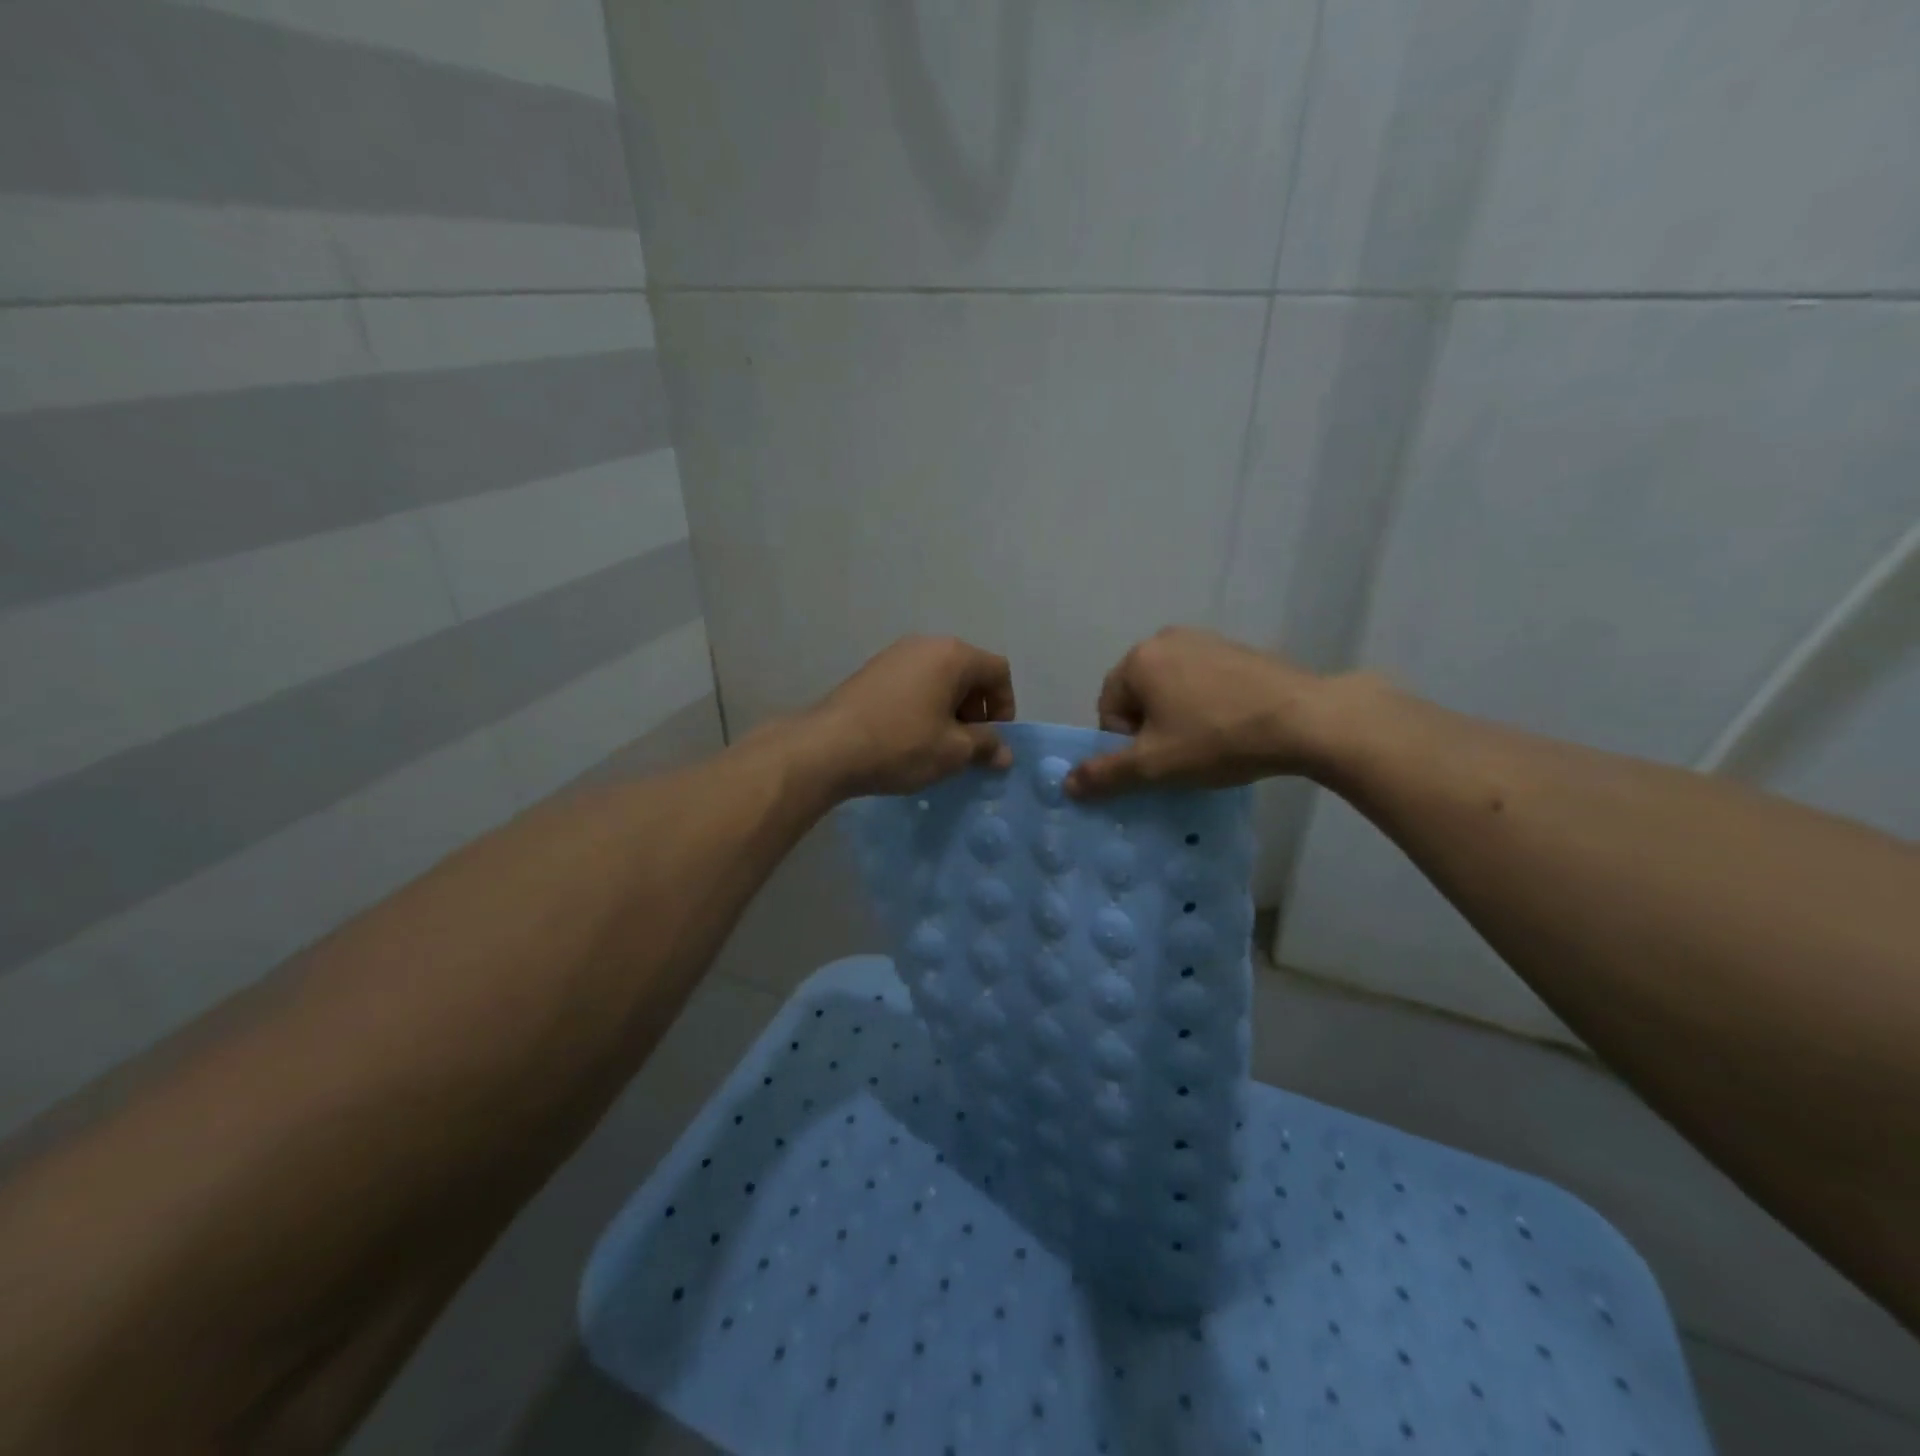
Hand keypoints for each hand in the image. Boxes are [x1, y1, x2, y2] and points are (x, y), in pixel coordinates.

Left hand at [800, 636, 1015, 797]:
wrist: (827, 747)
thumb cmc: (901, 744)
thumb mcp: (952, 751)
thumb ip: (985, 746)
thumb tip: (1003, 752)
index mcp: (952, 655)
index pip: (998, 671)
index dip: (1005, 706)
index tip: (993, 740)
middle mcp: (925, 644)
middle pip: (968, 671)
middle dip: (976, 709)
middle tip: (967, 746)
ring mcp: (894, 655)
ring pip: (939, 679)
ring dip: (949, 709)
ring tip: (938, 744)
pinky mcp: (872, 671)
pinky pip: (913, 684)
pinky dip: (923, 706)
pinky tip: (909, 737)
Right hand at [1066, 627, 1338, 797]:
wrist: (1307, 720)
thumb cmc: (1217, 739)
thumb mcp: (1154, 765)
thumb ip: (1104, 774)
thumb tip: (1066, 785)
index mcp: (1139, 659)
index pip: (1108, 709)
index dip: (1125, 744)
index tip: (1158, 762)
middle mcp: (1166, 638)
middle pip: (1139, 697)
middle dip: (1151, 729)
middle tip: (1181, 756)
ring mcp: (1207, 640)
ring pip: (1172, 690)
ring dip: (1179, 719)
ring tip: (1209, 744)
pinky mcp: (1239, 650)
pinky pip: (1204, 682)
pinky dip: (1207, 706)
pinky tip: (1233, 727)